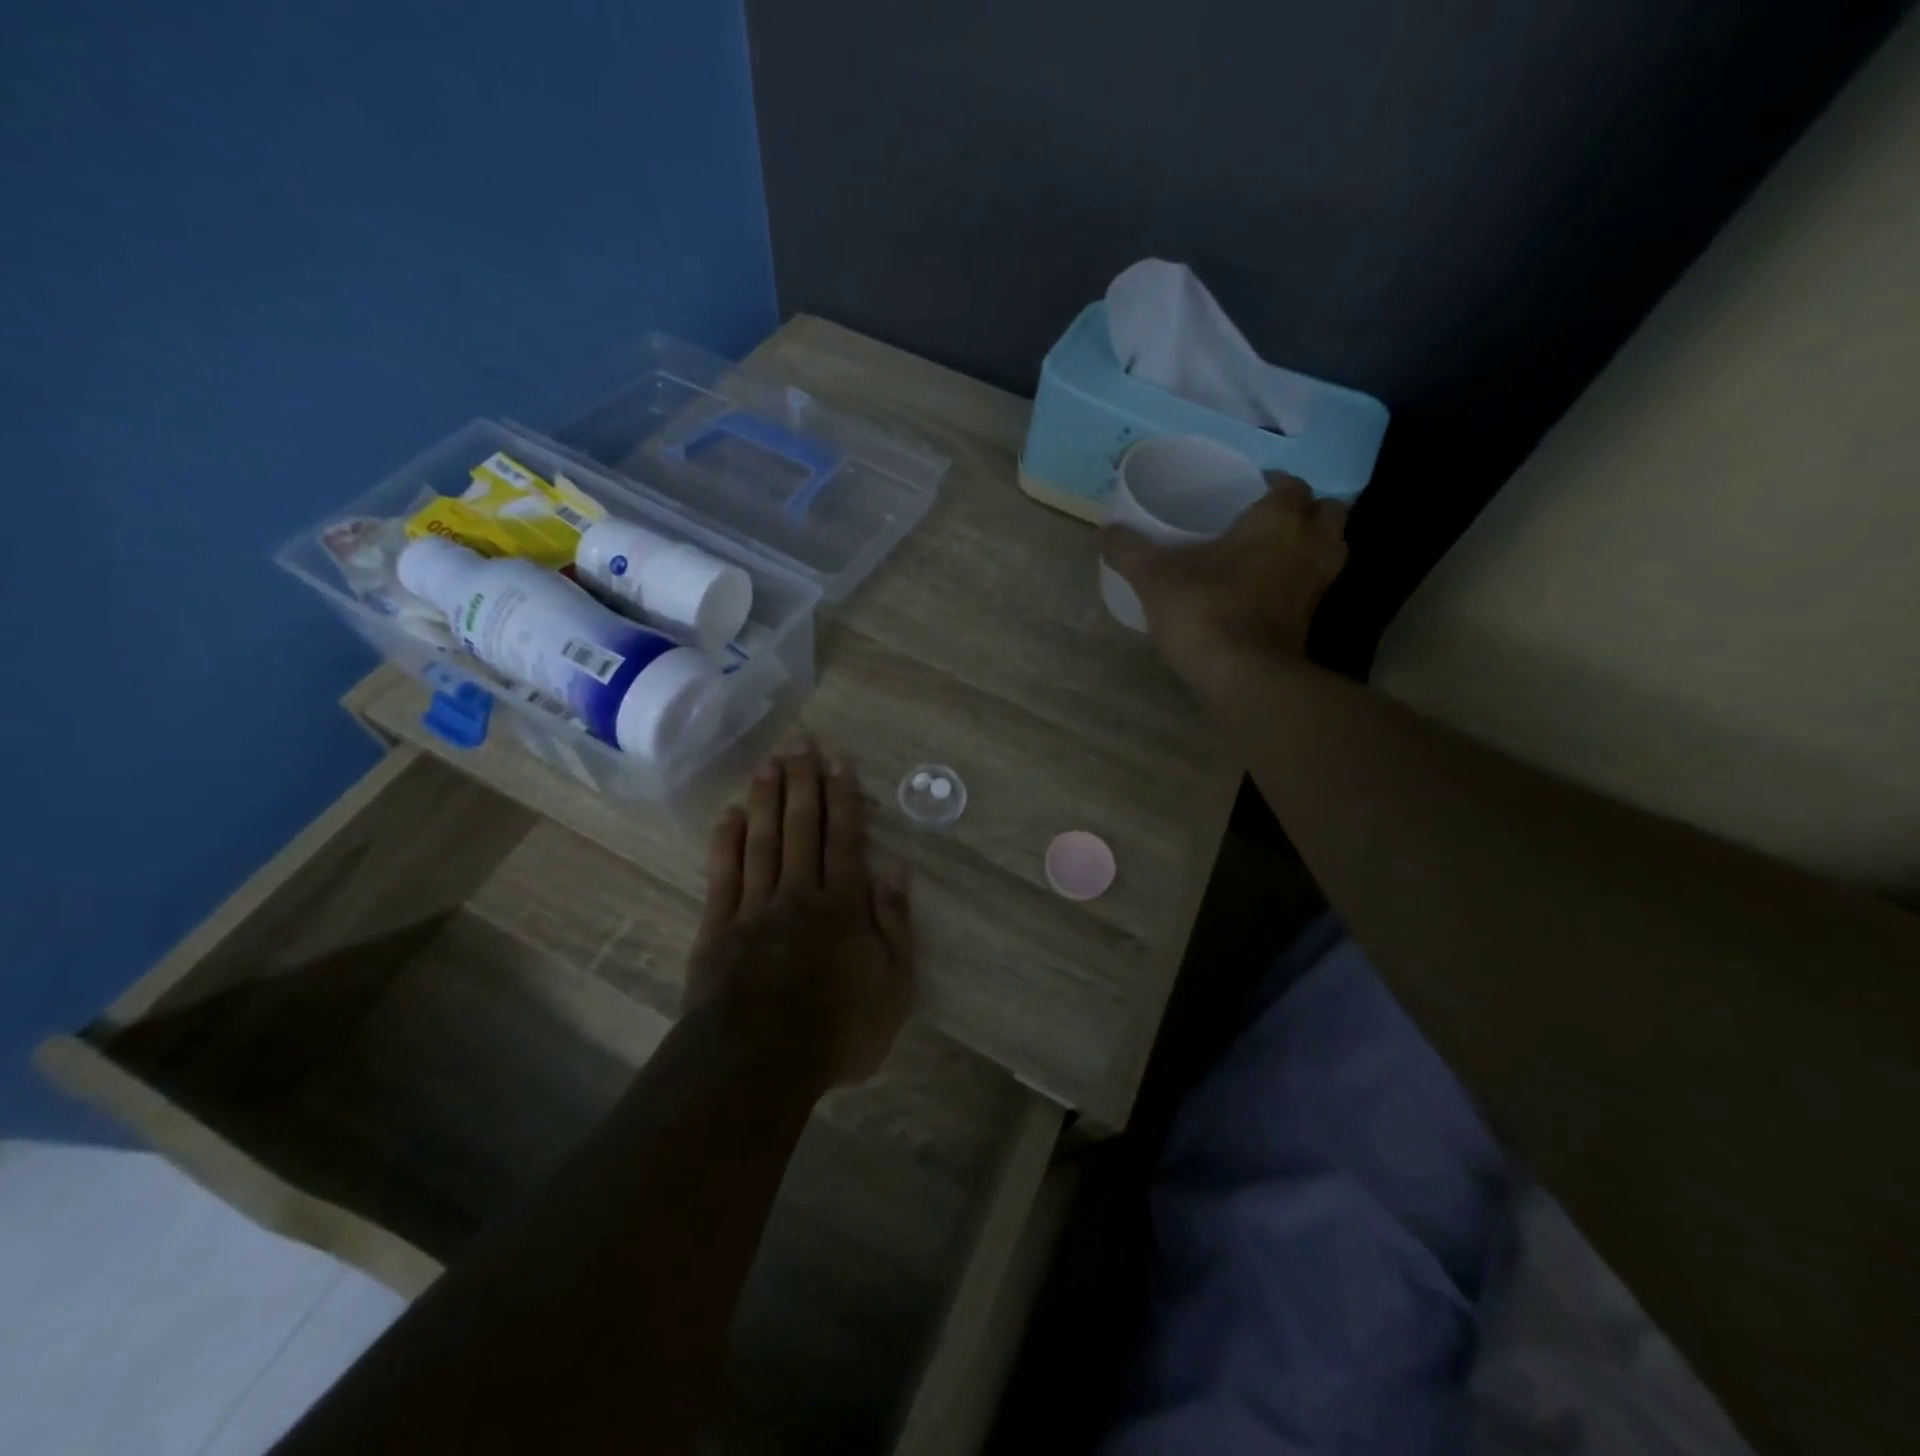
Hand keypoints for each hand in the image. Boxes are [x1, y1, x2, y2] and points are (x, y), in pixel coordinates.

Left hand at [685, 739, 914, 1089]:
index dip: (844, 798)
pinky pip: (724, 873)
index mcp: (843, 905)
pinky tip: (731, 813)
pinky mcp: (718, 926)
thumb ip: (896, 924)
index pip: (845, 839)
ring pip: (763, 839)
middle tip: (801, 742)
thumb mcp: (893, 986)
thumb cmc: (837, 1029)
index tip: (840, 761)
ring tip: (770, 762)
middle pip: (802, 827)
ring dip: (768, 798)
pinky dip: (727, 841)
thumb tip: (898, 869)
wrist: (759, 1062)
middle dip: (804, 782)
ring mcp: (755, 906)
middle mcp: (800, 893)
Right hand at [1099, 472, 1348, 679]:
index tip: (1248, 492)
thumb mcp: (1155, 577)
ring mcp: (1317, 587)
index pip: (1291, 485)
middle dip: (1306, 512)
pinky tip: (1270, 594)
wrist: (1242, 676)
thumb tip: (1104, 532)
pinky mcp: (1312, 623)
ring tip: (1276, 554)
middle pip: (1328, 513)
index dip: (1273, 484)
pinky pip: (1315, 589)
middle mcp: (1309, 546)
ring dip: (1312, 546)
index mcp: (1278, 520)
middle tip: (1270, 521)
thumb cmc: (1204, 610)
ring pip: (1331, 550)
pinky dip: (1301, 585)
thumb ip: (1129, 551)